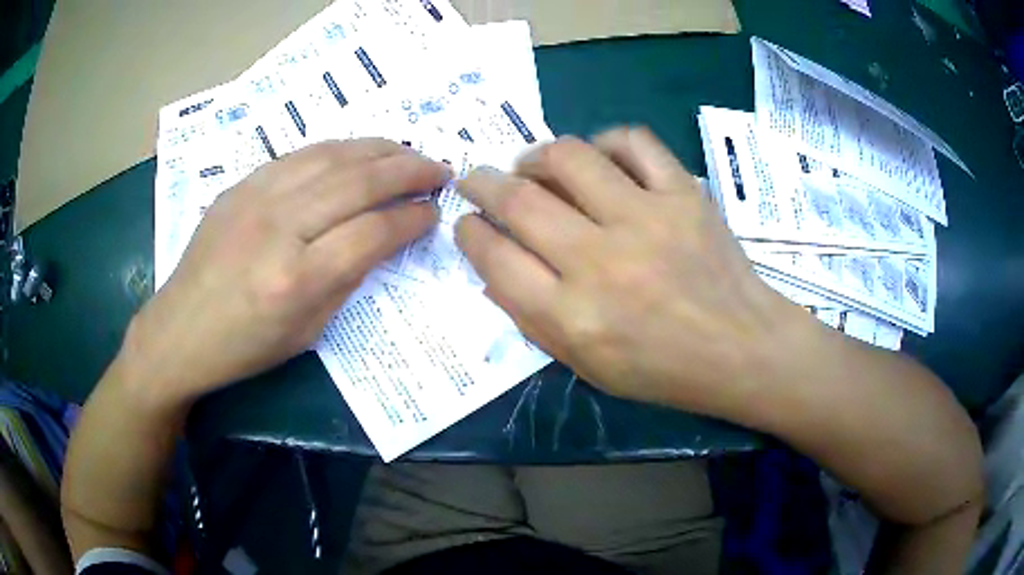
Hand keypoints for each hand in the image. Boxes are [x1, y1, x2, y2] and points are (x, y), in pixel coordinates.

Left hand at [124, 139, 449, 406]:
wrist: (179, 331)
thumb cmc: (244, 347)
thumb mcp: (307, 332)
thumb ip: (348, 279)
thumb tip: (382, 238)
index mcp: (297, 280)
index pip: (372, 232)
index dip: (412, 218)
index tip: (434, 212)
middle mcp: (278, 228)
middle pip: (358, 182)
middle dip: (409, 171)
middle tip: (440, 169)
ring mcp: (256, 198)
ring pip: (332, 156)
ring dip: (379, 150)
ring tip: (409, 153)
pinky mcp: (242, 185)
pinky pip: (300, 154)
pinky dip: (339, 149)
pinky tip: (359, 152)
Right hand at [456, 128, 812, 413]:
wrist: (742, 348)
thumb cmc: (663, 369)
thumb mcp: (587, 367)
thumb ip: (533, 319)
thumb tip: (495, 267)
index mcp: (573, 317)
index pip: (496, 259)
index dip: (470, 234)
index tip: (467, 223)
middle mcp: (602, 261)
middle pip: (520, 201)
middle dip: (483, 183)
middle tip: (476, 179)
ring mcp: (647, 219)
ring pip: (570, 158)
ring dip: (536, 156)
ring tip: (533, 165)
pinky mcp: (684, 194)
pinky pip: (634, 142)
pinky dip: (605, 142)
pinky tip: (599, 158)